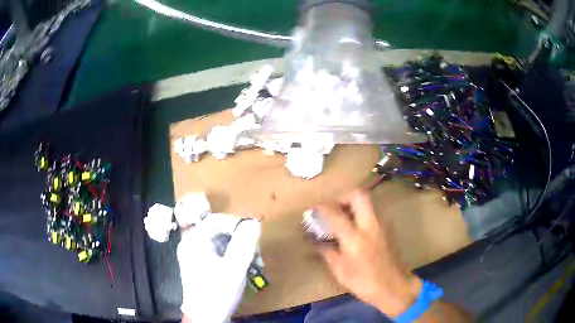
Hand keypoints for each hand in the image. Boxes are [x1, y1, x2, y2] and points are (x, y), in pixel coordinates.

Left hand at [177, 214, 260, 322]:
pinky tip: (248, 269)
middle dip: (242, 241)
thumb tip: (254, 222)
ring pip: (224, 243)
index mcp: (194, 241)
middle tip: (257, 254)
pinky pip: (222, 254)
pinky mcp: (204, 265)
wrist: (206, 318)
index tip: (254, 234)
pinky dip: (236, 259)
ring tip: (256, 265)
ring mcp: (198, 255)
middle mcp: (193, 244)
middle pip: (221, 231)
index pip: (216, 220)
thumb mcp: (234, 268)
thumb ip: (244, 244)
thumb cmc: (217, 293)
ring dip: (242, 251)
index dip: (237, 224)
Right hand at [315, 189, 421, 317]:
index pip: (335, 214)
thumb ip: (328, 253)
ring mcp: (382, 225)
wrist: (394, 287)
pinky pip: (372, 213)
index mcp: (355, 238)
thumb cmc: (364, 282)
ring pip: (368, 203)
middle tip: (334, 208)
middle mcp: (370, 226)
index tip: (313, 209)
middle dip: (343, 197)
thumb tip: (317, 242)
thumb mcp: (340, 271)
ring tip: (342, 219)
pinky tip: (355, 230)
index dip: (322, 208)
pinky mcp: (387, 229)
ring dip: (353, 205)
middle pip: (359, 196)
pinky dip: (361, 214)